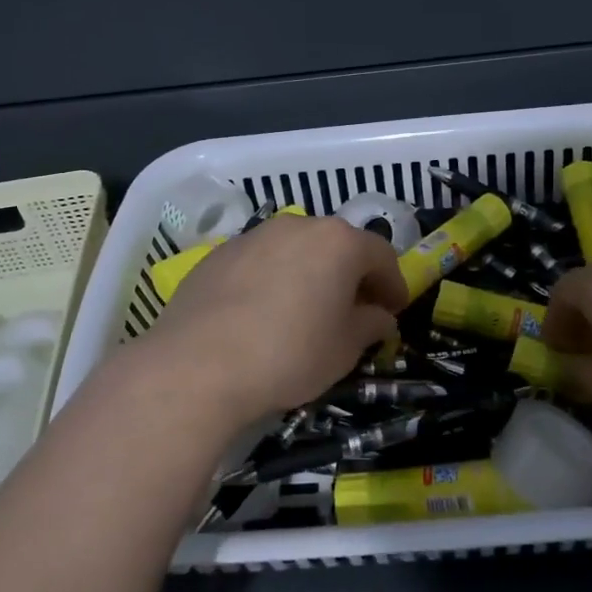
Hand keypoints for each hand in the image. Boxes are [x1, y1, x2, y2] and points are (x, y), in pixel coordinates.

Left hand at [141, 215, 406, 432]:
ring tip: (305, 311)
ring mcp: (254, 235)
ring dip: (310, 273)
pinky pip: (261, 262)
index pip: (381, 255)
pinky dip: (272, 279)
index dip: (393, 284)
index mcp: (338, 242)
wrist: (197, 365)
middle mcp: (298, 226)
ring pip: (296, 250)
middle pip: (337, 246)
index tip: (393, 311)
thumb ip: (371, 325)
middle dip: (351, 276)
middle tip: (353, 311)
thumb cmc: (289, 354)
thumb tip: (379, 317)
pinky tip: (262, 314)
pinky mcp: (219, 254)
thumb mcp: (345, 349)